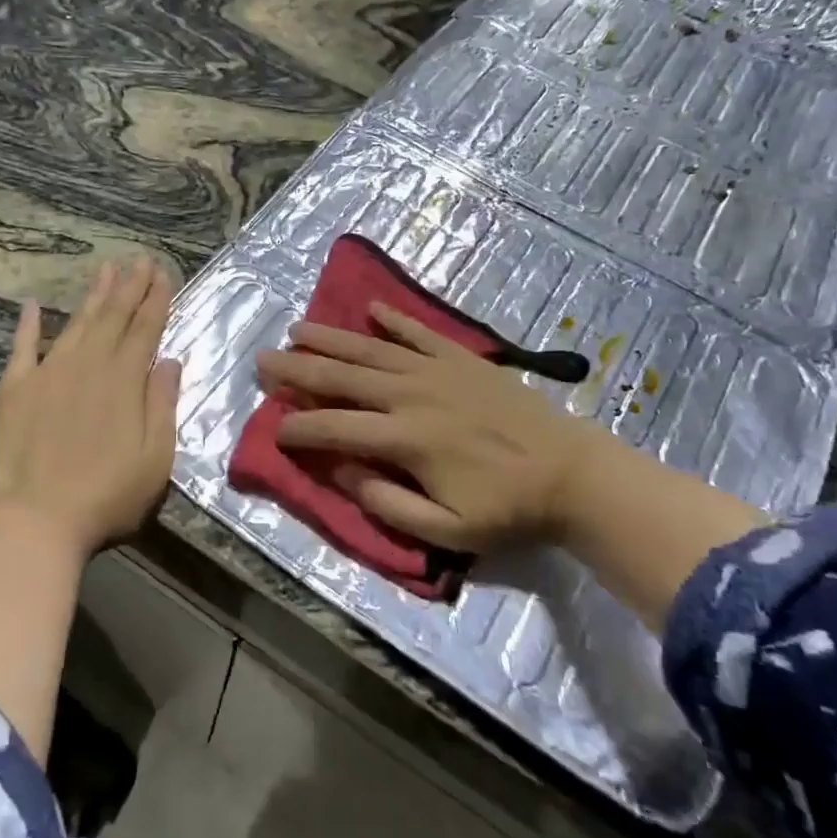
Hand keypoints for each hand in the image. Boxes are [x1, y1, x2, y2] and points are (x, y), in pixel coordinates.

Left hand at [0, 258, 181, 556]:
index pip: (145, 329)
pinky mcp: (16, 389)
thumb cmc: (108, 495)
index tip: (163, 273)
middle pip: (113, 317)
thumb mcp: (156, 457)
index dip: (156, 300)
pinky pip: (23, 348)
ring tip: (106, 269)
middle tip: (141, 260)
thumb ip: (162, 404)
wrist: (37, 520)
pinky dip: (29, 325)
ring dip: (93, 295)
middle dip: (130, 287)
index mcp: (124, 381)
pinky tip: (34, 305)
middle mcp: (88, 366)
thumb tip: (169, 360)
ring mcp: (49, 373)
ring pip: (77, 324)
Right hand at [257, 300, 767, 630]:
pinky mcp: (463, 359)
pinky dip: (394, 320)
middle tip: (263, 359)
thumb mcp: (446, 529)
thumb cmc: (506, 508)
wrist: (572, 473)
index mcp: (405, 439)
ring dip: (332, 338)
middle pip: (344, 377)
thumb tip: (342, 472)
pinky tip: (372, 308)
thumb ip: (386, 504)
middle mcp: (413, 395)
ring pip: (372, 350)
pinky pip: (420, 333)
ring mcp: (438, 371)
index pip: (336, 427)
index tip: (274, 428)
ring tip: (298, 329)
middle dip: (299, 368)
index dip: (299, 427)